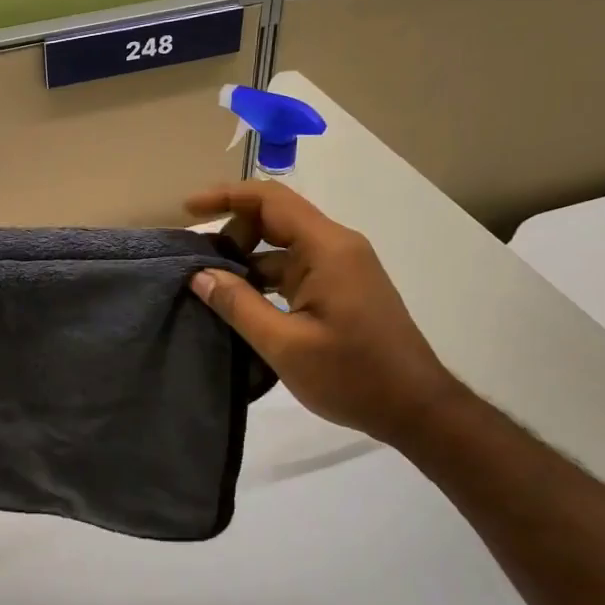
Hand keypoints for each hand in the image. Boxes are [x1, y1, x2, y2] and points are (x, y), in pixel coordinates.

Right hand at [185, 180, 458, 445]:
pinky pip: (295, 268)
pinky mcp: (342, 288)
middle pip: (275, 218)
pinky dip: (264, 277)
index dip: (226, 196)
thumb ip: (238, 305)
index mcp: (327, 248)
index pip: (270, 200)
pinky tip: (242, 303)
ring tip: (210, 286)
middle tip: (199, 263)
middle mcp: (337, 246)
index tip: (188, 209)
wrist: (416, 408)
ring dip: (247, 259)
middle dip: (233, 231)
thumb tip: (199, 275)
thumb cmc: (353, 375)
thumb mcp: (285, 345)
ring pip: (283, 246)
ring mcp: (342, 267)